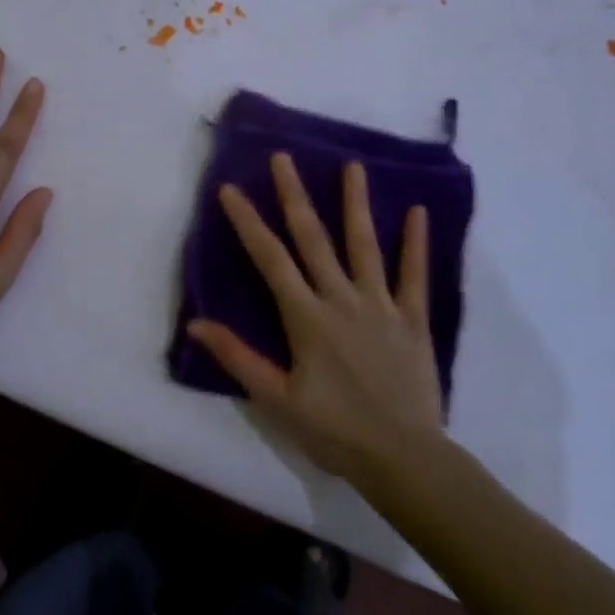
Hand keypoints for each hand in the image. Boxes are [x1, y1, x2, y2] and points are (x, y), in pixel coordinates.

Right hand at [187, 154, 442, 482]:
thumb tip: (196, 324)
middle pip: (314, 239)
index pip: (270, 259)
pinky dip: (416, 243)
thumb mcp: (276, 399)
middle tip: (284, 157)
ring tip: (352, 165)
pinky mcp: (413, 320)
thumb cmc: (334, 430)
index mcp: (306, 317)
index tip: (231, 190)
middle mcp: (342, 299)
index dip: (248, 222)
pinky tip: (418, 211)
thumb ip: (238, 357)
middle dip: (295, 196)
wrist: (403, 457)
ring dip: (356, 204)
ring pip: (365, 246)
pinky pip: (414, 275)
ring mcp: (381, 306)